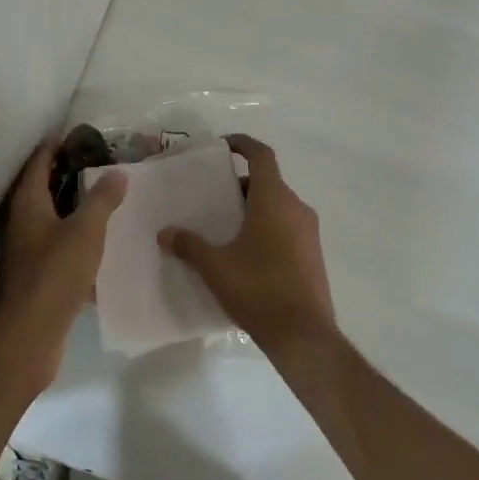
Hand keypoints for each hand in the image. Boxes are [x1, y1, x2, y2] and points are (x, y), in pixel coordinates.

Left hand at [0, 138, 126, 385]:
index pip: (39, 160)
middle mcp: (21, 221)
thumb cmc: (54, 274)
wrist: (28, 334)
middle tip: (103, 164)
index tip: (84, 136)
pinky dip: (75, 235)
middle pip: (43, 187)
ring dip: (74, 206)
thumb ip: (102, 199)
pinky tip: (100, 241)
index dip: (58, 145)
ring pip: (51, 217)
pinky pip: (57, 243)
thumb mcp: (85, 231)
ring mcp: (26, 249)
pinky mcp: (35, 274)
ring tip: (106, 198)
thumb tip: (117, 172)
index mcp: (27, 202)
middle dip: (69, 174)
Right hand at [158, 134, 336, 353]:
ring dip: (254, 209)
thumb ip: (188, 245)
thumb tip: (165, 232)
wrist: (303, 335)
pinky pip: (288, 228)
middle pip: (268, 182)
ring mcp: (310, 232)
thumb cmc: (257, 289)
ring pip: (278, 206)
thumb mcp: (214, 266)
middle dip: (241, 186)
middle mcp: (296, 207)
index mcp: (274, 199)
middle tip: (213, 198)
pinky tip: (245, 254)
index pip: (262, 155)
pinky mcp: (313, 255)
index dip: (243, 144)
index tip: (223, 146)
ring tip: (225, 228)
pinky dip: (267, 228)